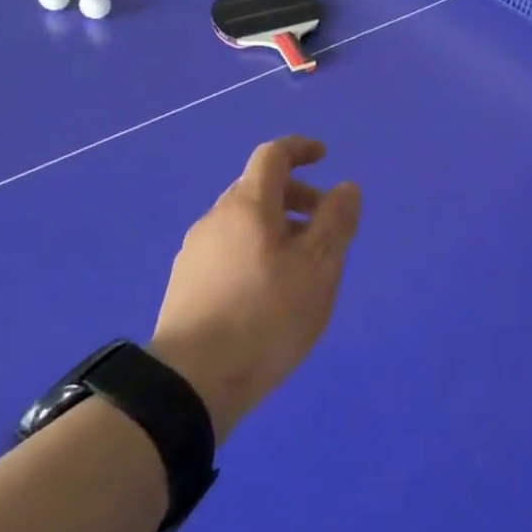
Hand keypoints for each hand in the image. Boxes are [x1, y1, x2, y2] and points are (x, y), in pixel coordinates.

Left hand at [149, 136, 360, 441]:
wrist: (191, 382)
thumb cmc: (267, 315)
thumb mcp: (319, 267)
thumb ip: (336, 221)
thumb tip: (345, 187)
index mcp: (248, 205)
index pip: (272, 156)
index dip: (300, 149)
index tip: (324, 157)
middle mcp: (216, 219)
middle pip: (257, 189)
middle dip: (296, 196)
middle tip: (325, 227)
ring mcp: (195, 253)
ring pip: (243, 223)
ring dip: (277, 227)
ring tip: (302, 267)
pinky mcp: (185, 285)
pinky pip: (228, 249)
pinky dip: (256, 251)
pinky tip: (269, 292)